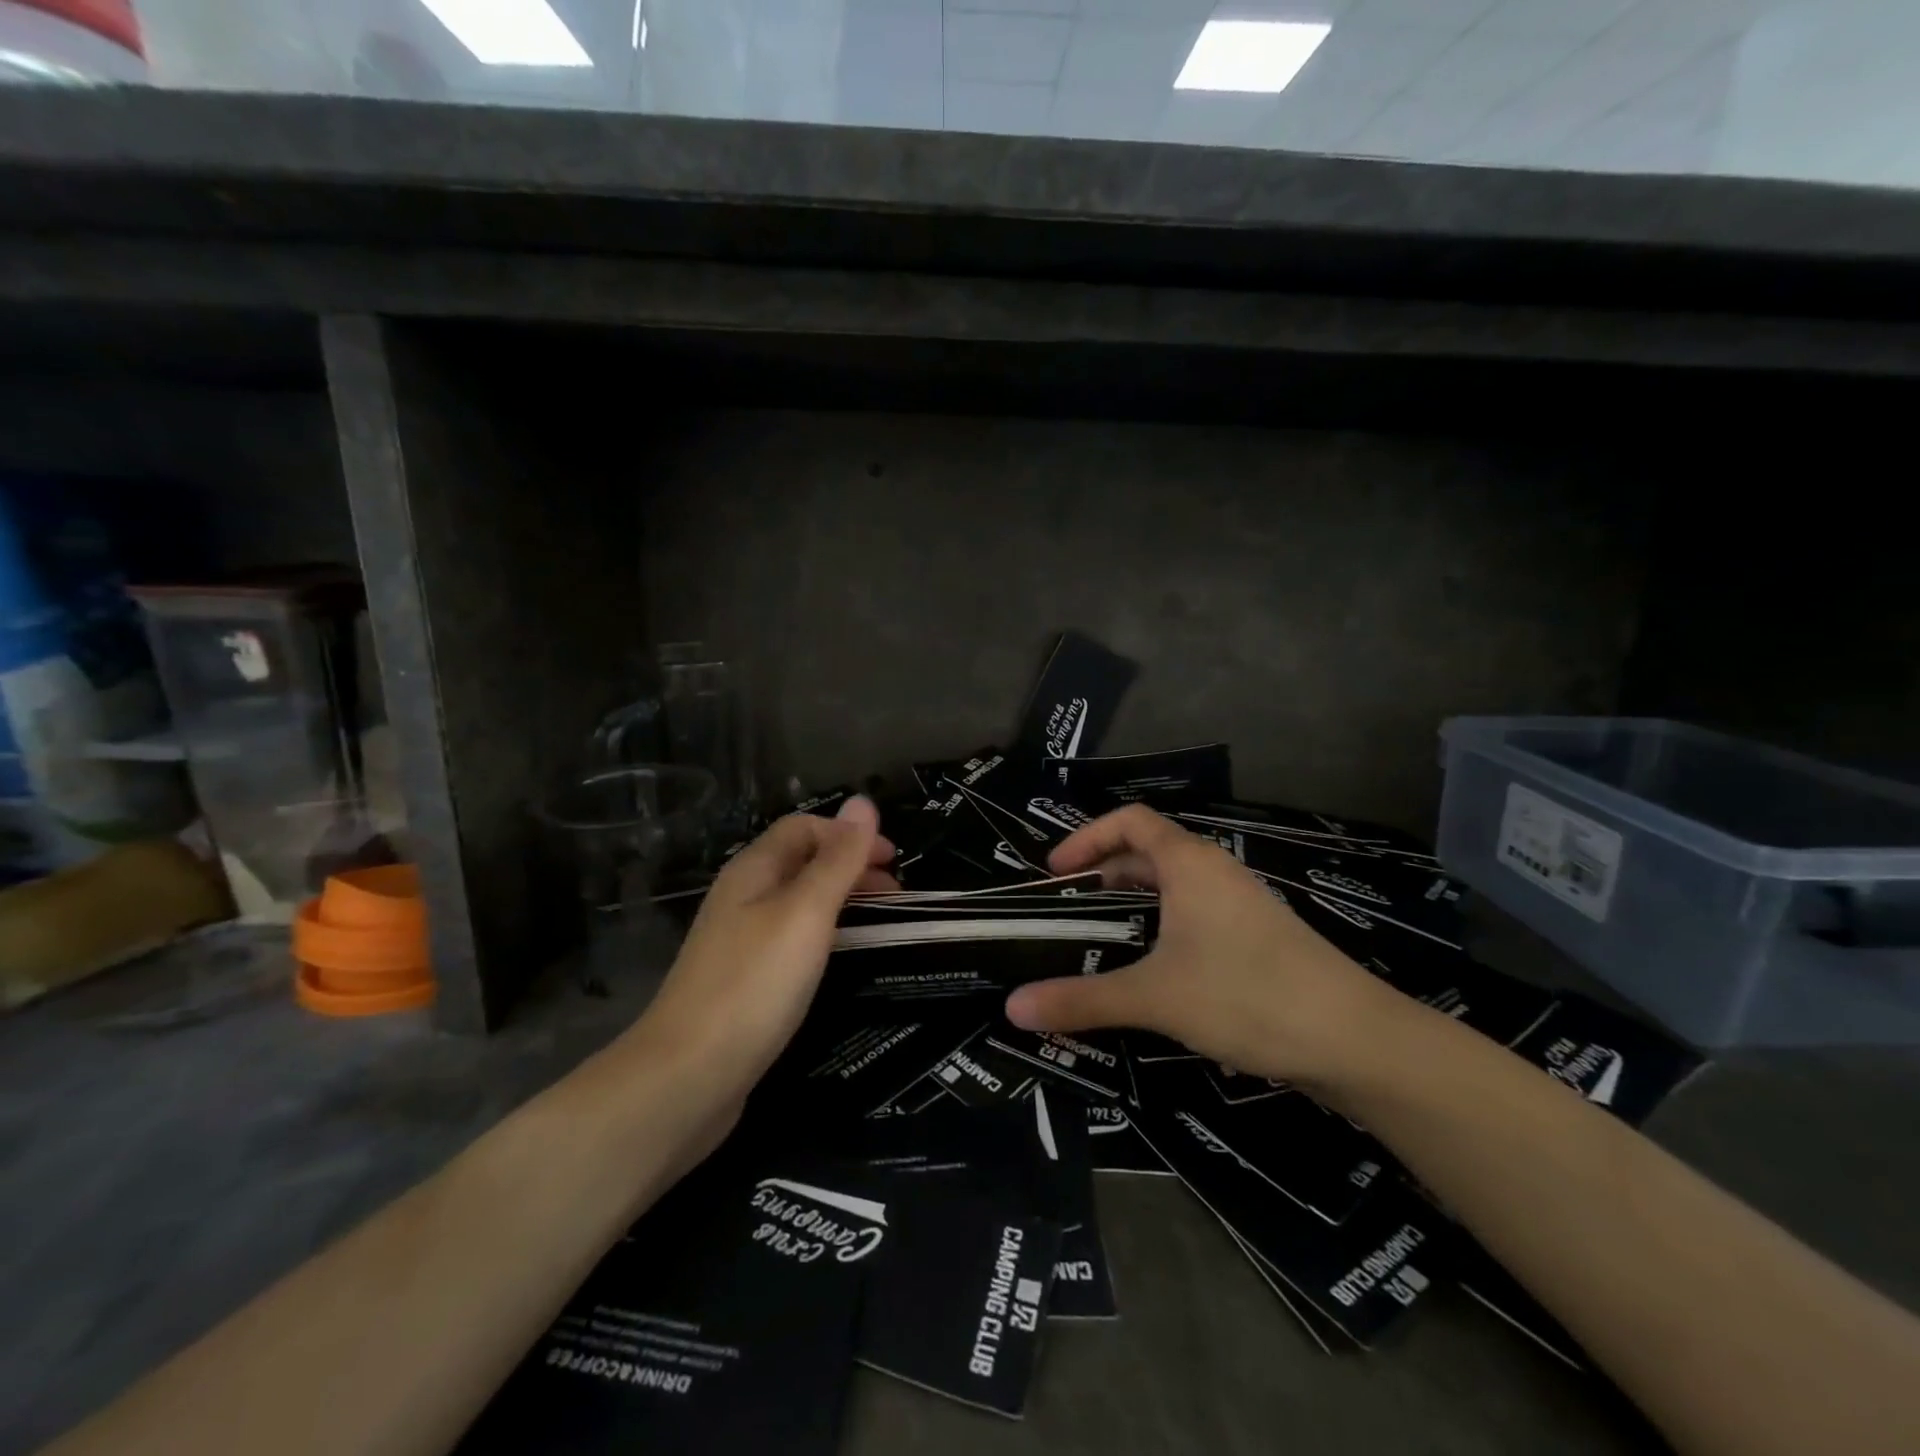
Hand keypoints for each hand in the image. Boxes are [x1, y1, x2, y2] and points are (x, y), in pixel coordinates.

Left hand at [625, 797, 896, 1109]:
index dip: (849, 834)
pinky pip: (790, 939)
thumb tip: (863, 801)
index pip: (803, 827)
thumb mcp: (805, 913)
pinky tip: (840, 960)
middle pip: (801, 862)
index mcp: (753, 870)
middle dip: (850, 867)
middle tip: (896, 894)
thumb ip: (838, 860)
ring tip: (880, 922)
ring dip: (840, 901)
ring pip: (797, 902)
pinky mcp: (743, 980)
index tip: (894, 861)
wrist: (687, 1077)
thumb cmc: (754, 984)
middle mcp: (742, 897)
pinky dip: (824, 935)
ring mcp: (739, 941)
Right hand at [1003, 805, 1395, 1089]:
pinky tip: (1157, 972)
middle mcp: (1217, 872)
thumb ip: (1081, 999)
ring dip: (1136, 903)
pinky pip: (1198, 916)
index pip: (1130, 820)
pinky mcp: (1260, 939)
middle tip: (1071, 907)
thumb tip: (1012, 1007)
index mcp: (1190, 864)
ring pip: (1176, 888)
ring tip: (1104, 938)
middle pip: (1150, 851)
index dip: (1087, 837)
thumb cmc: (1247, 995)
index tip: (1055, 873)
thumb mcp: (1154, 996)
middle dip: (1106, 872)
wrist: (1355, 1040)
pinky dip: (1165, 928)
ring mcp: (1243, 905)